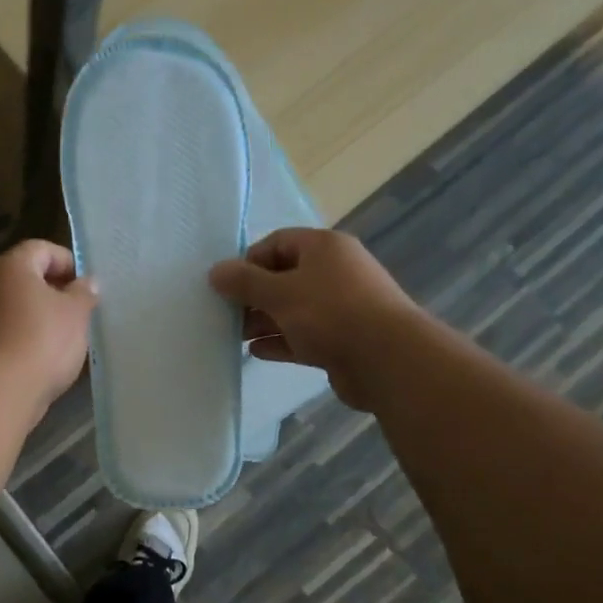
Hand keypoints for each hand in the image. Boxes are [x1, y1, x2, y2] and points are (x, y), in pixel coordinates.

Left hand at [0, 239, 97, 409]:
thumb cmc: (42, 340)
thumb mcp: (75, 313)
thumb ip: (84, 293)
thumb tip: (87, 282)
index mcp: (12, 266)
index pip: (41, 249)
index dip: (67, 262)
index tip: (85, 286)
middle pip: (25, 276)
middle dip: (53, 290)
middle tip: (79, 310)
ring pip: (15, 305)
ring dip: (39, 315)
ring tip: (65, 336)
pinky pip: (6, 330)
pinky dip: (24, 335)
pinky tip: (43, 356)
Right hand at [208, 228, 416, 410]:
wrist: (387, 360)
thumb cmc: (330, 314)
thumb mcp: (280, 293)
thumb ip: (244, 282)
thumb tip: (215, 272)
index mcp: (324, 248)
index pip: (277, 243)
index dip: (249, 261)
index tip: (227, 286)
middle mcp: (334, 272)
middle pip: (284, 277)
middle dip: (253, 296)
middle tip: (228, 316)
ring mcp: (340, 307)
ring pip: (293, 309)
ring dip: (264, 321)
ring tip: (237, 338)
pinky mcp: (341, 339)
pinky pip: (303, 335)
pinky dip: (280, 341)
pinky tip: (256, 352)